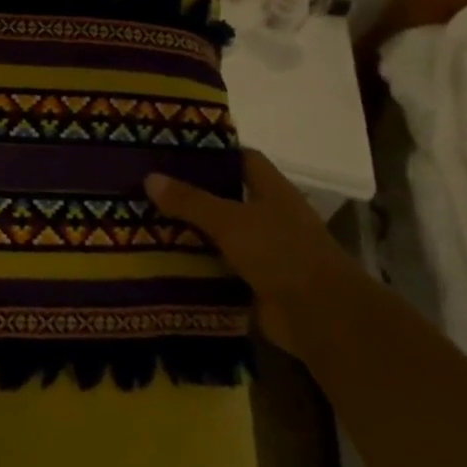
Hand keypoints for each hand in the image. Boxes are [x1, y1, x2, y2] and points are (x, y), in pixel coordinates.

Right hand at [146, 150, 346, 351]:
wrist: (322, 317)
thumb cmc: (282, 253)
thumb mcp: (230, 220)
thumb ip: (190, 200)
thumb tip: (149, 177)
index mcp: (273, 191)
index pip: (242, 159)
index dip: (212, 152)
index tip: (174, 149)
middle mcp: (270, 217)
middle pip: (226, 196)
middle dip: (191, 193)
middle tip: (148, 185)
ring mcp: (265, 251)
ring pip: (219, 233)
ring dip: (190, 230)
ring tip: (145, 219)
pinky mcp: (255, 282)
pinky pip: (218, 266)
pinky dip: (196, 264)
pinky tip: (161, 258)